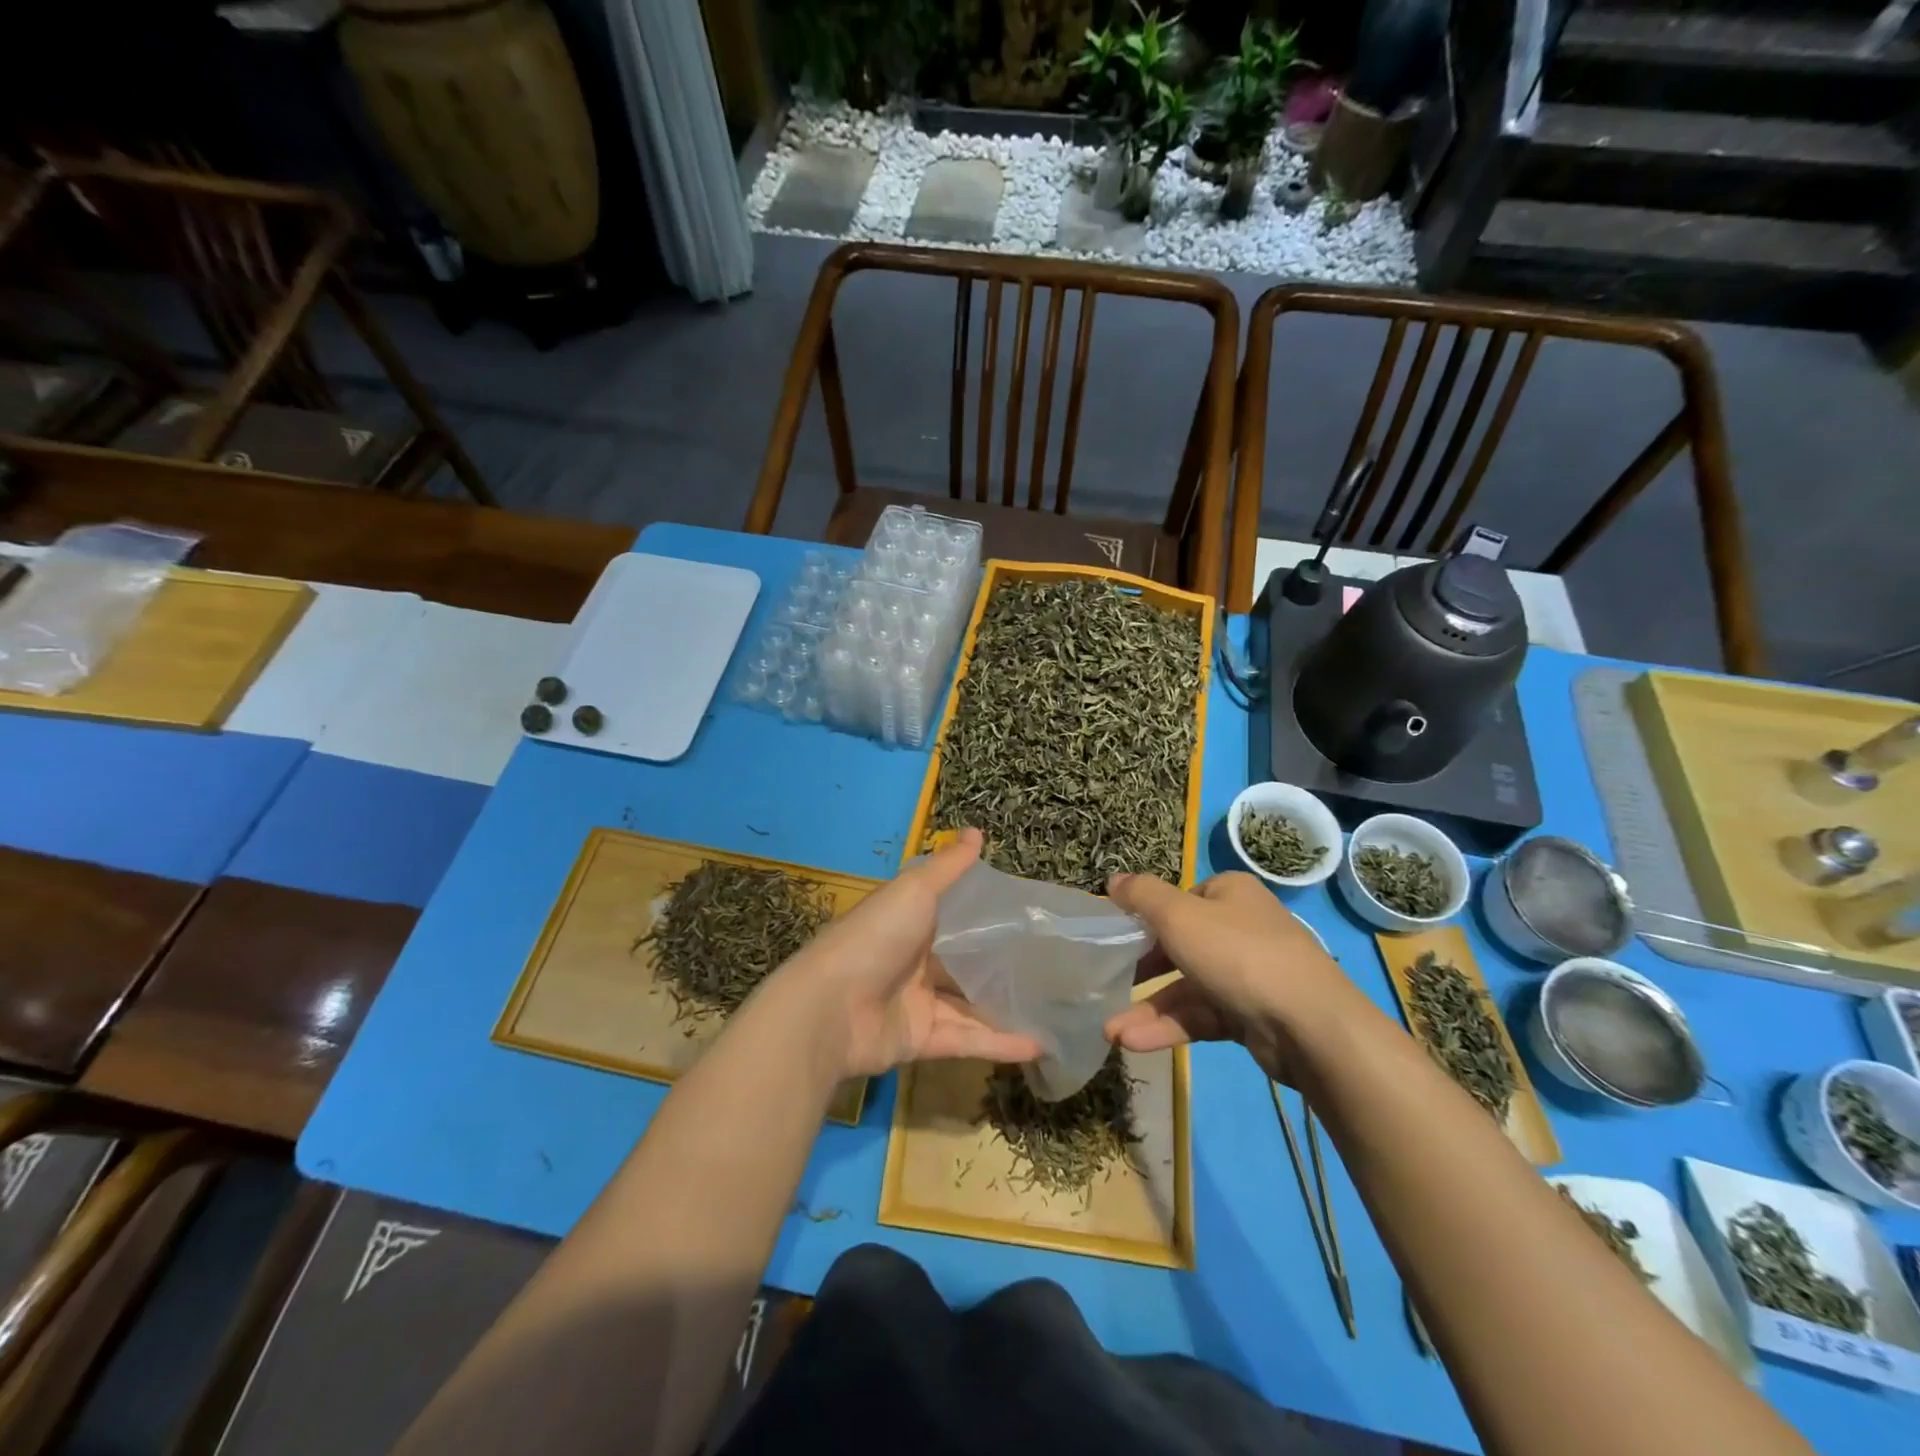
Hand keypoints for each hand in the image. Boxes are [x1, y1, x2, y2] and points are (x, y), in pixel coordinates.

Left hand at [771, 829, 1041, 1078]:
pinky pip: (966, 1040)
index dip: (985, 917)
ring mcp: (916, 1003)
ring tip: (1053, 1009)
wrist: (829, 1008)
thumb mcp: (914, 891)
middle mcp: (913, 961)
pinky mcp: (920, 1040)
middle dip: (999, 967)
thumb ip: (948, 867)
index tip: (1026, 916)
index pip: (952, 917)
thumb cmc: (874, 938)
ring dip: (1006, 1009)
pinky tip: (1038, 1045)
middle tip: (1049, 965)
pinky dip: (999, 1043)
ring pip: (969, 1006)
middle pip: (962, 964)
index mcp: (909, 923)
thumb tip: (978, 831)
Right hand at [1103, 870, 1353, 1081]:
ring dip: (1149, 1008)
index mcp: (1229, 894)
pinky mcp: (1249, 1015)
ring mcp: (1246, 974)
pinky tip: (1135, 1043)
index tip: (1116, 937)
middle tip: (1107, 983)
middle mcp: (1240, 928)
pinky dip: (1169, 1027)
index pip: (1179, 899)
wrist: (1309, 1025)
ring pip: (1186, 987)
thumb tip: (1113, 879)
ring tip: (1111, 1031)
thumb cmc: (1237, 954)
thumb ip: (1141, 896)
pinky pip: (1201, 1016)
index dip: (1146, 917)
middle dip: (1141, 970)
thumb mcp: (1178, 915)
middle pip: (1179, 944)